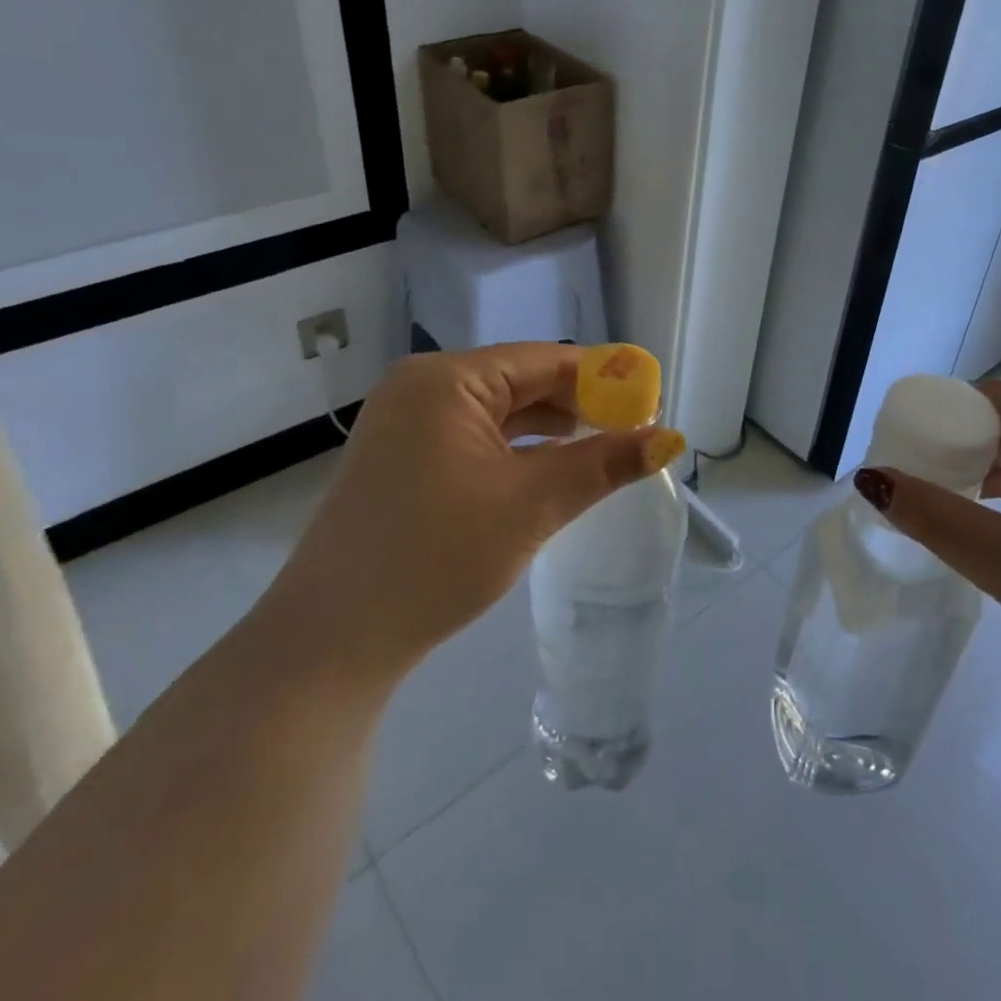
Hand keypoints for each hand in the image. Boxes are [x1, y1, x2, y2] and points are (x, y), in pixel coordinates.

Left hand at [261, 344, 685, 681]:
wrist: (331, 640)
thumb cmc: (436, 556)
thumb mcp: (531, 505)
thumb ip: (603, 464)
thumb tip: (669, 438)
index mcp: (446, 379)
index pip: (543, 360)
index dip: (602, 378)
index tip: (650, 400)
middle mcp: (421, 388)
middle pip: (520, 381)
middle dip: (578, 405)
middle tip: (633, 430)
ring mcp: (406, 424)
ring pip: (498, 412)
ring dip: (549, 429)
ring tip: (602, 448)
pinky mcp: (402, 459)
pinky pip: (474, 438)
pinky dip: (516, 450)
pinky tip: (549, 469)